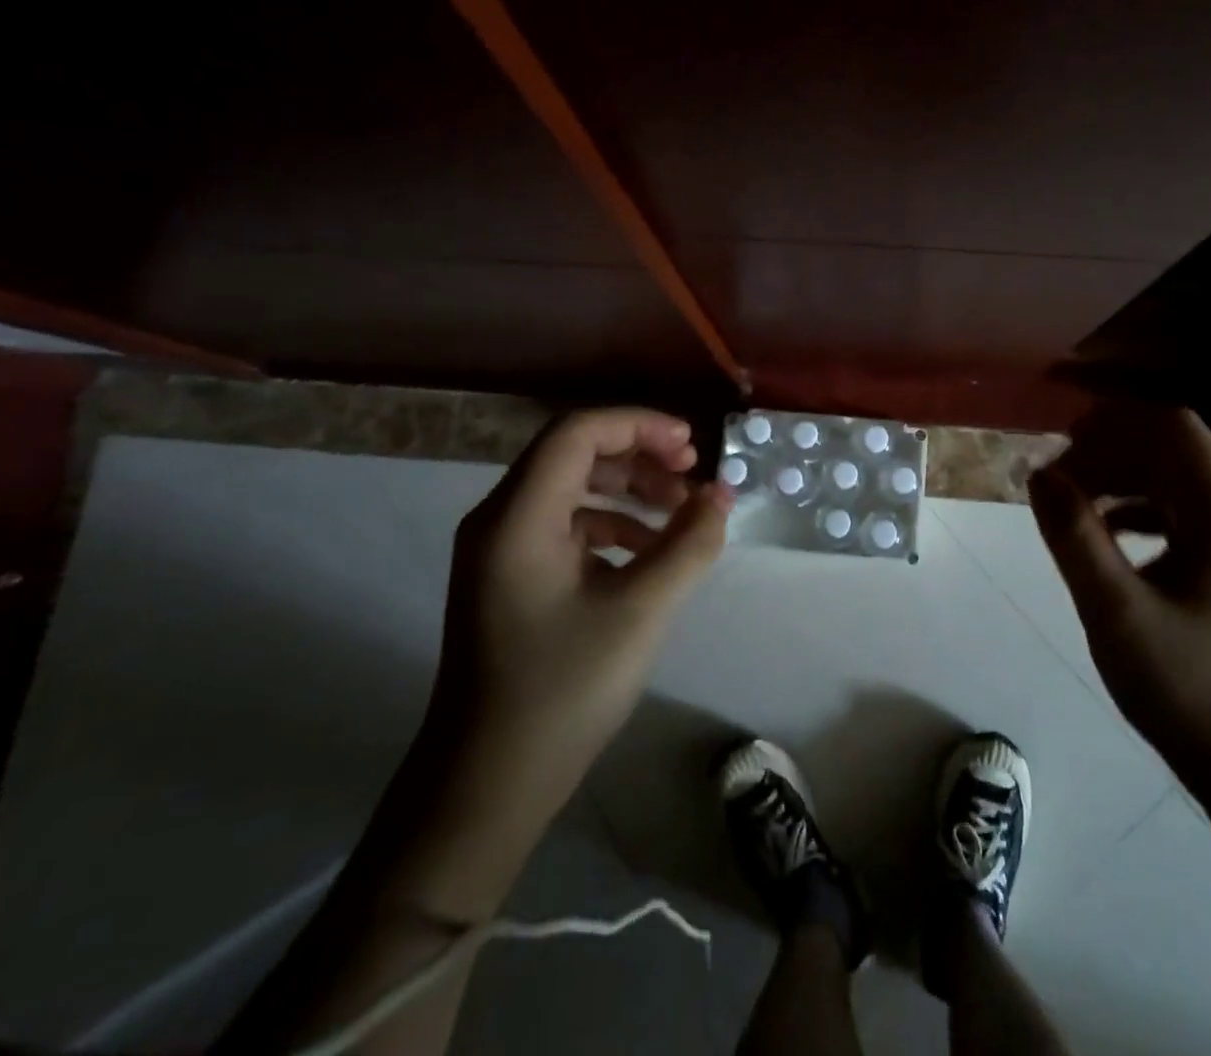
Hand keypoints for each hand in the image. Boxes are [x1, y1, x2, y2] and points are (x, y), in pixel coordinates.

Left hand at [432, 408, 732, 793]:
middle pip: (574, 454)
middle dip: (639, 456)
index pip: (577, 433)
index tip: (691, 446)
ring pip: (573, 489)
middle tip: (692, 474)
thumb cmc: (563, 690)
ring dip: (630, 491)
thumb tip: (722, 496)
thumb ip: (689, 544)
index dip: (638, 425)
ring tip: (682, 514)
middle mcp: (500, 519)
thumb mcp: (641, 611)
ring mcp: (502, 551)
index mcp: (518, 516)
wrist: (487, 786)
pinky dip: (614, 526)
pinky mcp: (513, 578)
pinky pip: (567, 527)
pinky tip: (650, 553)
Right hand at [1027, 405, 1210, 791]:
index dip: (1111, 421)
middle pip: (1172, 450)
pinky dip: (1142, 511)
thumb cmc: (1191, 688)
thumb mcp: (1115, 610)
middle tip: (1056, 483)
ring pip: (1178, 482)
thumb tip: (1039, 472)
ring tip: (1072, 506)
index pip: (1170, 426)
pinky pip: (1186, 516)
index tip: (1060, 442)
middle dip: (1109, 452)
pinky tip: (1108, 537)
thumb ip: (1073, 534)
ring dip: (1122, 481)